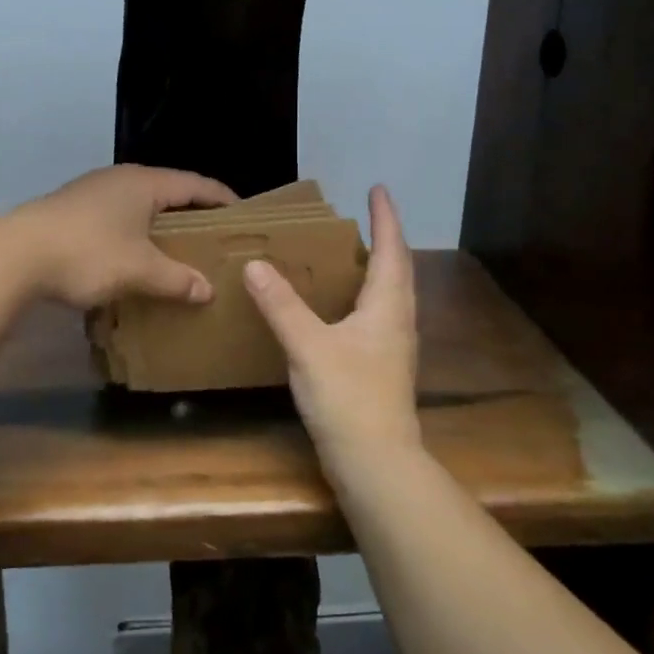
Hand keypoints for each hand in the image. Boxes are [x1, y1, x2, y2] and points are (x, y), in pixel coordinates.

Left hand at [10, 165, 238, 309]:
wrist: (14, 256)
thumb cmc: (88, 253)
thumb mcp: (139, 270)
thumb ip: (177, 279)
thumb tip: (207, 290)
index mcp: (144, 183)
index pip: (195, 184)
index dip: (221, 197)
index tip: (243, 213)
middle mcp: (120, 179)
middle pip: (167, 190)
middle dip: (191, 212)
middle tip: (213, 235)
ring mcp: (92, 192)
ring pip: (138, 204)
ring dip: (159, 224)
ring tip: (176, 248)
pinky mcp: (71, 210)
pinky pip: (116, 216)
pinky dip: (134, 232)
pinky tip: (132, 256)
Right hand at [243, 185, 420, 471]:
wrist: (376, 464)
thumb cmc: (349, 398)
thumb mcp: (309, 347)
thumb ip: (282, 305)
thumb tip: (256, 265)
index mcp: (388, 307)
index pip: (391, 250)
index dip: (386, 218)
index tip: (379, 189)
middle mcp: (398, 322)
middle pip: (397, 270)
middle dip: (384, 240)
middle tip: (363, 218)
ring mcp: (393, 348)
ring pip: (389, 295)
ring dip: (376, 269)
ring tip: (350, 255)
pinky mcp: (382, 370)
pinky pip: (377, 317)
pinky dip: (363, 298)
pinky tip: (340, 309)